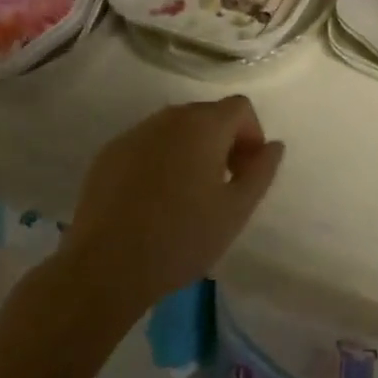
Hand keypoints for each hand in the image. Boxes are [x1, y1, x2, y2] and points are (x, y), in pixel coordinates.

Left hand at [64, 97, 284, 308]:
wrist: (103, 269)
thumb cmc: (180, 239)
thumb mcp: (236, 211)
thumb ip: (262, 171)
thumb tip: (273, 145)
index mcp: (203, 125)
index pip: (241, 107)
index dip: (252, 135)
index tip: (246, 173)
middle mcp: (169, 117)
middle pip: (207, 115)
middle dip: (223, 141)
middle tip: (221, 186)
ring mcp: (135, 133)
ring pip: (175, 129)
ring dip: (190, 150)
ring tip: (186, 195)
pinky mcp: (108, 153)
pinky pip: (146, 145)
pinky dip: (159, 161)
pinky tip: (152, 201)